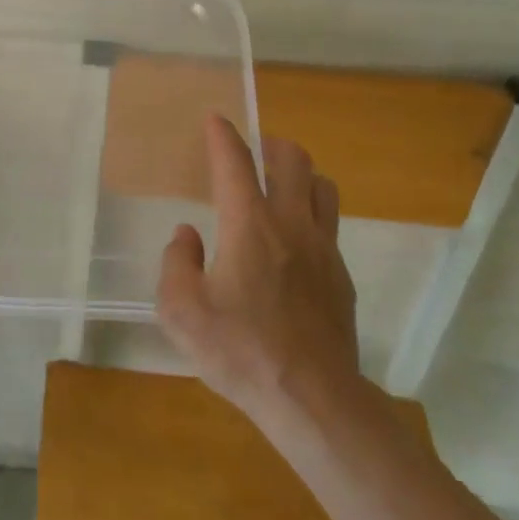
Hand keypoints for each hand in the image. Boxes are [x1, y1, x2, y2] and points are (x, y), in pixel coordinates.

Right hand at [156, 115, 361, 429]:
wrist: (313, 400)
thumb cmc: (241, 352)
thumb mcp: (181, 313)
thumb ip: (176, 264)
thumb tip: (187, 235)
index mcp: (249, 225)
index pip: (235, 162)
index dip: (222, 135)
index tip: (215, 119)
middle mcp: (291, 224)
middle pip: (293, 159)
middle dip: (271, 144)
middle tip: (253, 152)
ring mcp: (324, 248)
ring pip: (323, 186)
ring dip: (301, 175)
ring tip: (280, 187)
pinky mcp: (342, 276)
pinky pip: (330, 225)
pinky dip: (312, 215)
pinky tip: (294, 243)